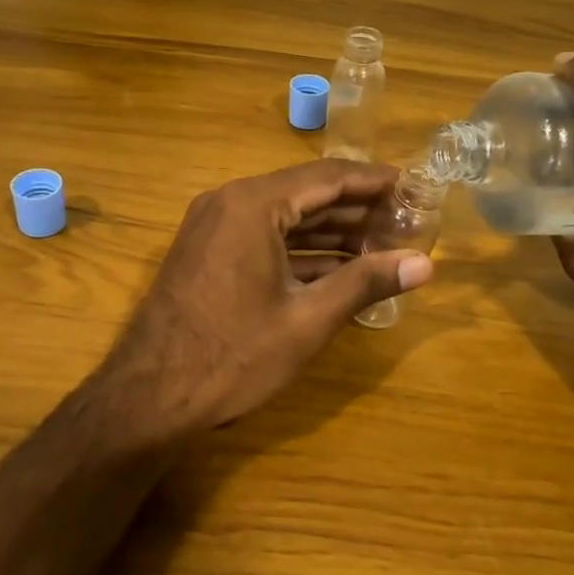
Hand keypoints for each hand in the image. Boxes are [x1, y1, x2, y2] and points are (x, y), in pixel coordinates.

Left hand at [89, 159, 434, 440]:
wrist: (149, 397)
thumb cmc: (233, 356)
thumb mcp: (307, 320)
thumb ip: (366, 283)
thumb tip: (424, 264)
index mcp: (253, 205)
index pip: (328, 177)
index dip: (375, 182)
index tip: (414, 187)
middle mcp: (230, 202)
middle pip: (307, 194)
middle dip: (358, 210)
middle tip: (407, 222)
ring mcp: (214, 227)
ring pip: (286, 219)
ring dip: (332, 232)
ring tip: (383, 246)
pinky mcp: (208, 253)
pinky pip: (265, 238)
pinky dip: (302, 251)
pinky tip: (340, 269)